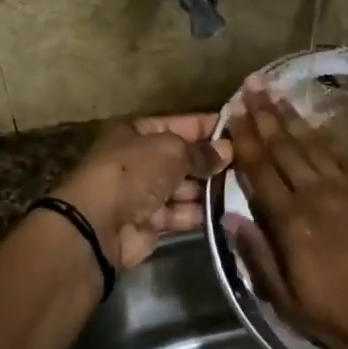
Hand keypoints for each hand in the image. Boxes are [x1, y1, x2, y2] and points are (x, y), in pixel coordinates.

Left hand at [53, 114, 231, 270]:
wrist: (99, 225)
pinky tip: (228, 210)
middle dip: (211, 161)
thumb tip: (226, 151)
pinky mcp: (150, 221)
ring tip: (244, 186)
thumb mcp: (171, 150)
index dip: (208, 127)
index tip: (239, 131)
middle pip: (182, 157)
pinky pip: (181, 212)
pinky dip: (200, 212)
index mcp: (136, 131)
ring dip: (209, 188)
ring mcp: (143, 192)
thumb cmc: (133, 172)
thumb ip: (201, 152)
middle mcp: (139, 159)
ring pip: (184, 186)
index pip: (179, 123)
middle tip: (248, 163)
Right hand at [224, 77, 347, 348]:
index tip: (231, 113)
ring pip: (311, 143)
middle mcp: (316, 194)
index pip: (260, 171)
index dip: (244, 140)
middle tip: (249, 85)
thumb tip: (230, 217)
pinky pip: (341, 152)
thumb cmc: (347, 318)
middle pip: (284, 147)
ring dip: (290, 117)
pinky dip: (323, 134)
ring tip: (273, 92)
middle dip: (264, 115)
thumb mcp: (290, 304)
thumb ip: (258, 257)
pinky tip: (312, 122)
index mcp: (291, 222)